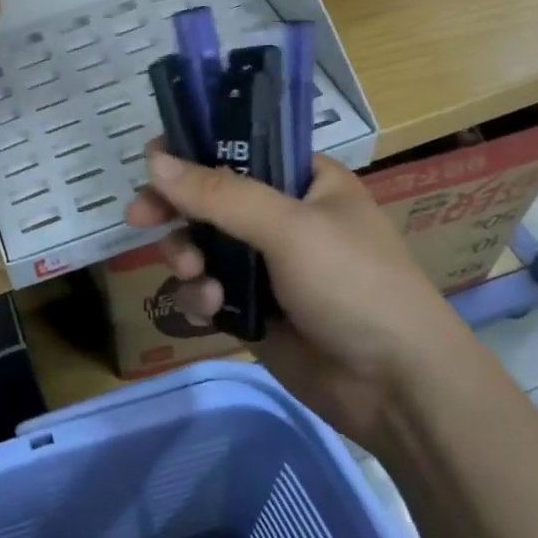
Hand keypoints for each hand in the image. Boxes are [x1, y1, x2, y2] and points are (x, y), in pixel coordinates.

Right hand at [126, 144, 475, 449]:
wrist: (397, 388)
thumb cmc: (354, 286)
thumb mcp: (288, 228)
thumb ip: (219, 194)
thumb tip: (153, 161)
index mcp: (303, 181)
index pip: (237, 149)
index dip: (191, 152)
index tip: (151, 163)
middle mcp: (281, 217)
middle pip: (208, 199)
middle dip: (175, 210)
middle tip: (139, 219)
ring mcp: (266, 266)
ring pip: (200, 246)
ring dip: (187, 257)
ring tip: (194, 275)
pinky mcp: (253, 310)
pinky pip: (206, 290)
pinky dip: (200, 296)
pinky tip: (210, 310)